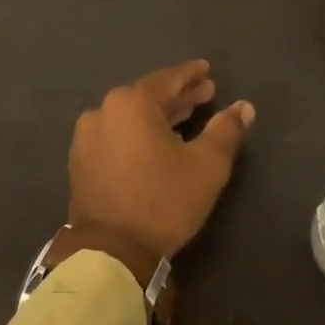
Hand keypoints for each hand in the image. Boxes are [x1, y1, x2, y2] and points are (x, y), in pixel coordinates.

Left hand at [68, 60, 254, 259]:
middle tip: (205, 94)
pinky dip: (137, 133)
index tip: (207, 71)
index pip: (168, 79)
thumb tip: (244, 107)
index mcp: (131, 103)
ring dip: (158, 115)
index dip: (191, 74)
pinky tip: (155, 142)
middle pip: (148, 96)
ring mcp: (87, 137)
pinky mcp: (80, 162)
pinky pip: (116, 135)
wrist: (110, 253)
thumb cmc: (163, 201)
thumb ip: (226, 130)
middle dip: (178, 96)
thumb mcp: (207, 165)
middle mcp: (103, 111)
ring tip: (185, 117)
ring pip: (130, 117)